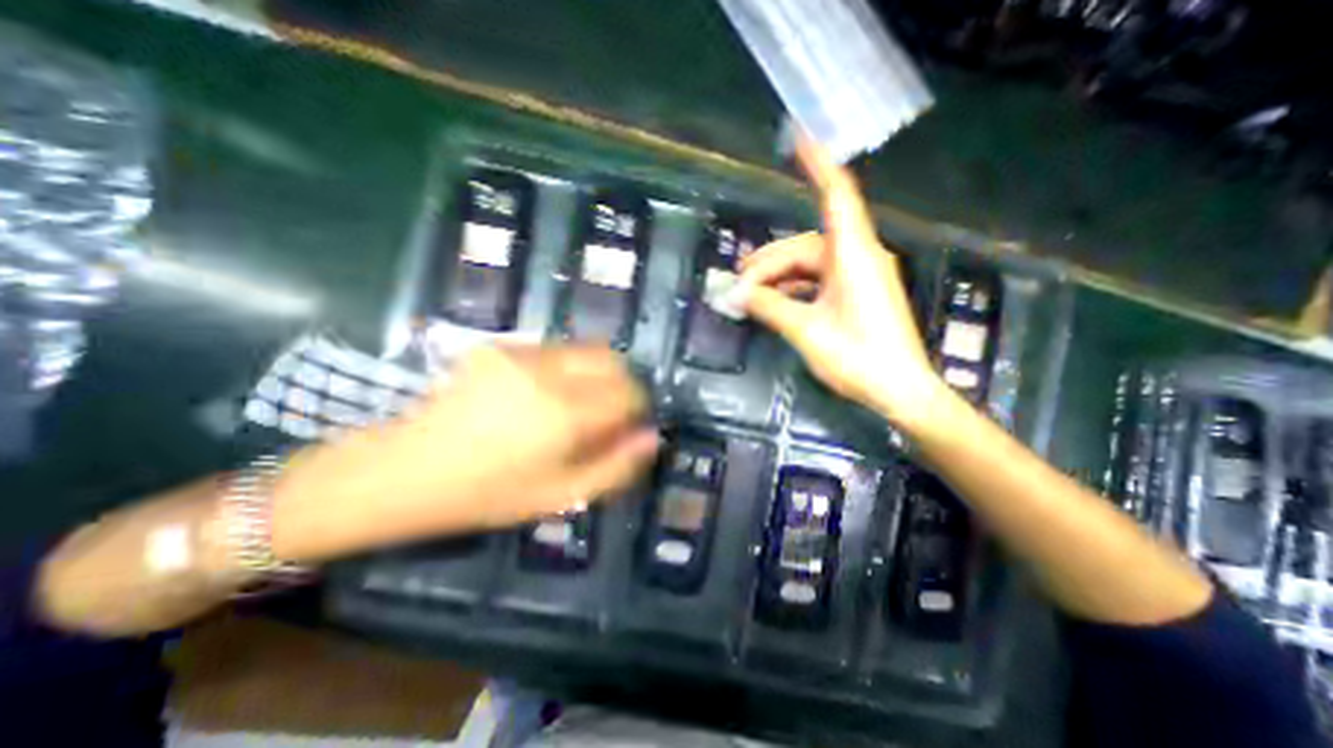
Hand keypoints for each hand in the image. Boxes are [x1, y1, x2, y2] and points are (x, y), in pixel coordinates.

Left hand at [271, 346, 660, 561]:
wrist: (401, 469)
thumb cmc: (484, 493)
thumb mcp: (558, 496)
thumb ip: (615, 467)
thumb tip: (652, 436)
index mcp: (564, 413)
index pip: (629, 391)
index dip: (638, 407)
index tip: (627, 426)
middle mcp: (548, 371)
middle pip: (612, 359)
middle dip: (621, 384)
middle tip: (607, 415)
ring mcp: (521, 352)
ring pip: (586, 349)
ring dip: (595, 374)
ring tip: (574, 406)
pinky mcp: (501, 346)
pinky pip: (556, 349)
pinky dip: (568, 368)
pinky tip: (544, 394)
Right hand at [728, 139, 947, 430]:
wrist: (899, 390)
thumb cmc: (858, 358)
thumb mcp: (805, 331)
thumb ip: (770, 307)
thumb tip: (738, 295)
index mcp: (852, 255)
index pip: (836, 196)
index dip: (818, 165)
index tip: (799, 138)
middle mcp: (857, 257)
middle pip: (804, 245)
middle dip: (768, 262)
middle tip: (738, 284)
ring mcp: (857, 276)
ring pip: (807, 265)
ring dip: (777, 278)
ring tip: (748, 296)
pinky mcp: (855, 294)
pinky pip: (816, 281)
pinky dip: (792, 289)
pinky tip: (772, 302)